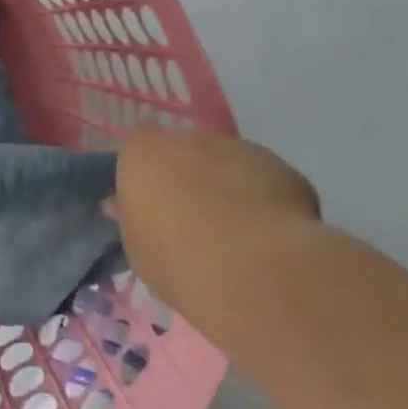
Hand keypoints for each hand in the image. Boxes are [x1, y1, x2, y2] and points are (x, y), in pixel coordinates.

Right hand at [113, 128, 318, 308]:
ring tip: (235, 231)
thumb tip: (123, 205)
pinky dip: (264, 199)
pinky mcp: (284, 168)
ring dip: (227, 185)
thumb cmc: (176, 259)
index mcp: (144, 153)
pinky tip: (268, 236)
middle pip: (184, 150)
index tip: (148, 200)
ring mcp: (240, 148)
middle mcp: (190, 139)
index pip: (137, 144)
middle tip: (191, 217)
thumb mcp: (136, 246)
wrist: (254, 269)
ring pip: (227, 162)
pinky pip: (265, 180)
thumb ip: (132, 217)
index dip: (145, 170)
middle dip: (187, 175)